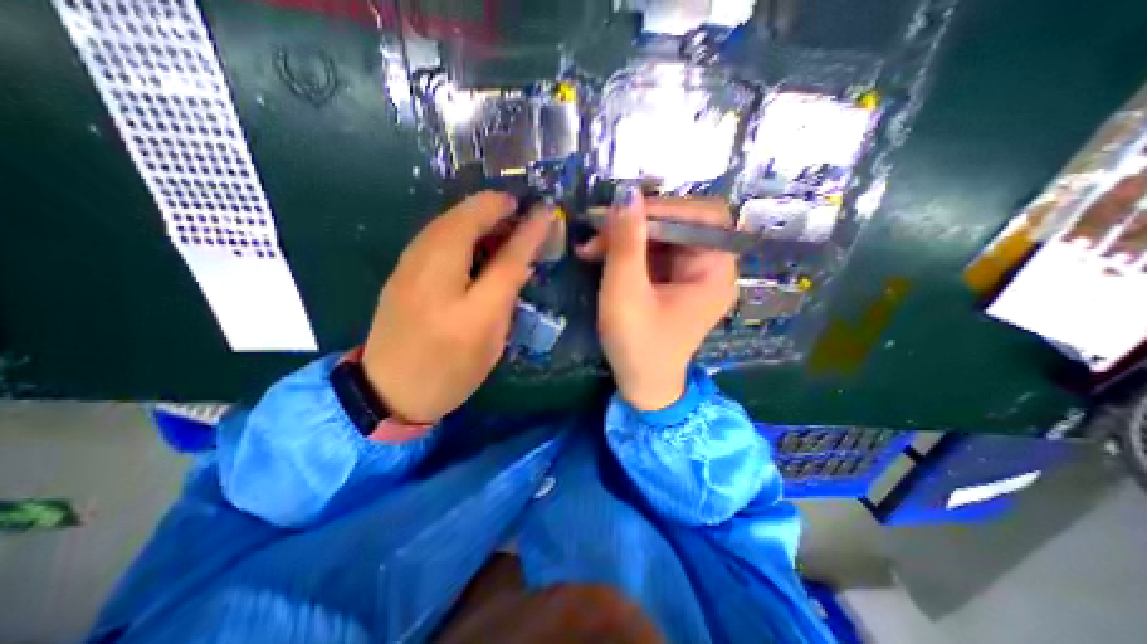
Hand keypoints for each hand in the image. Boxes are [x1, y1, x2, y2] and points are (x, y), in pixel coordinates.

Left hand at [362, 192, 550, 422]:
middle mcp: (427, 260)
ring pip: (452, 218)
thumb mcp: (490, 333)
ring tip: (508, 229)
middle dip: (502, 210)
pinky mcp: (404, 265)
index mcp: (454, 284)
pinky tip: (479, 244)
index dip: (527, 224)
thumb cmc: (450, 368)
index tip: (546, 212)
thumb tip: (525, 250)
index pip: (501, 243)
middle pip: (469, 214)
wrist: (389, 390)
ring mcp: (409, 259)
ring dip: (483, 216)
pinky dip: (465, 228)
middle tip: (526, 221)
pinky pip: (440, 232)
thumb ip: (508, 284)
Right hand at [579, 191, 740, 410]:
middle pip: (680, 224)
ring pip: (661, 236)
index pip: (703, 217)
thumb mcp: (625, 293)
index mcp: (715, 272)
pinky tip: (600, 255)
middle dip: (637, 223)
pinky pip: (653, 252)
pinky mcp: (673, 281)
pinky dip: (627, 250)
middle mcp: (710, 267)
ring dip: (626, 236)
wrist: (642, 385)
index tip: (622, 212)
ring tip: (591, 246)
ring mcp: (691, 274)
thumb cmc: (637, 345)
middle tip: (597, 228)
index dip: (665, 208)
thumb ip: (626, 243)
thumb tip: (626, 192)